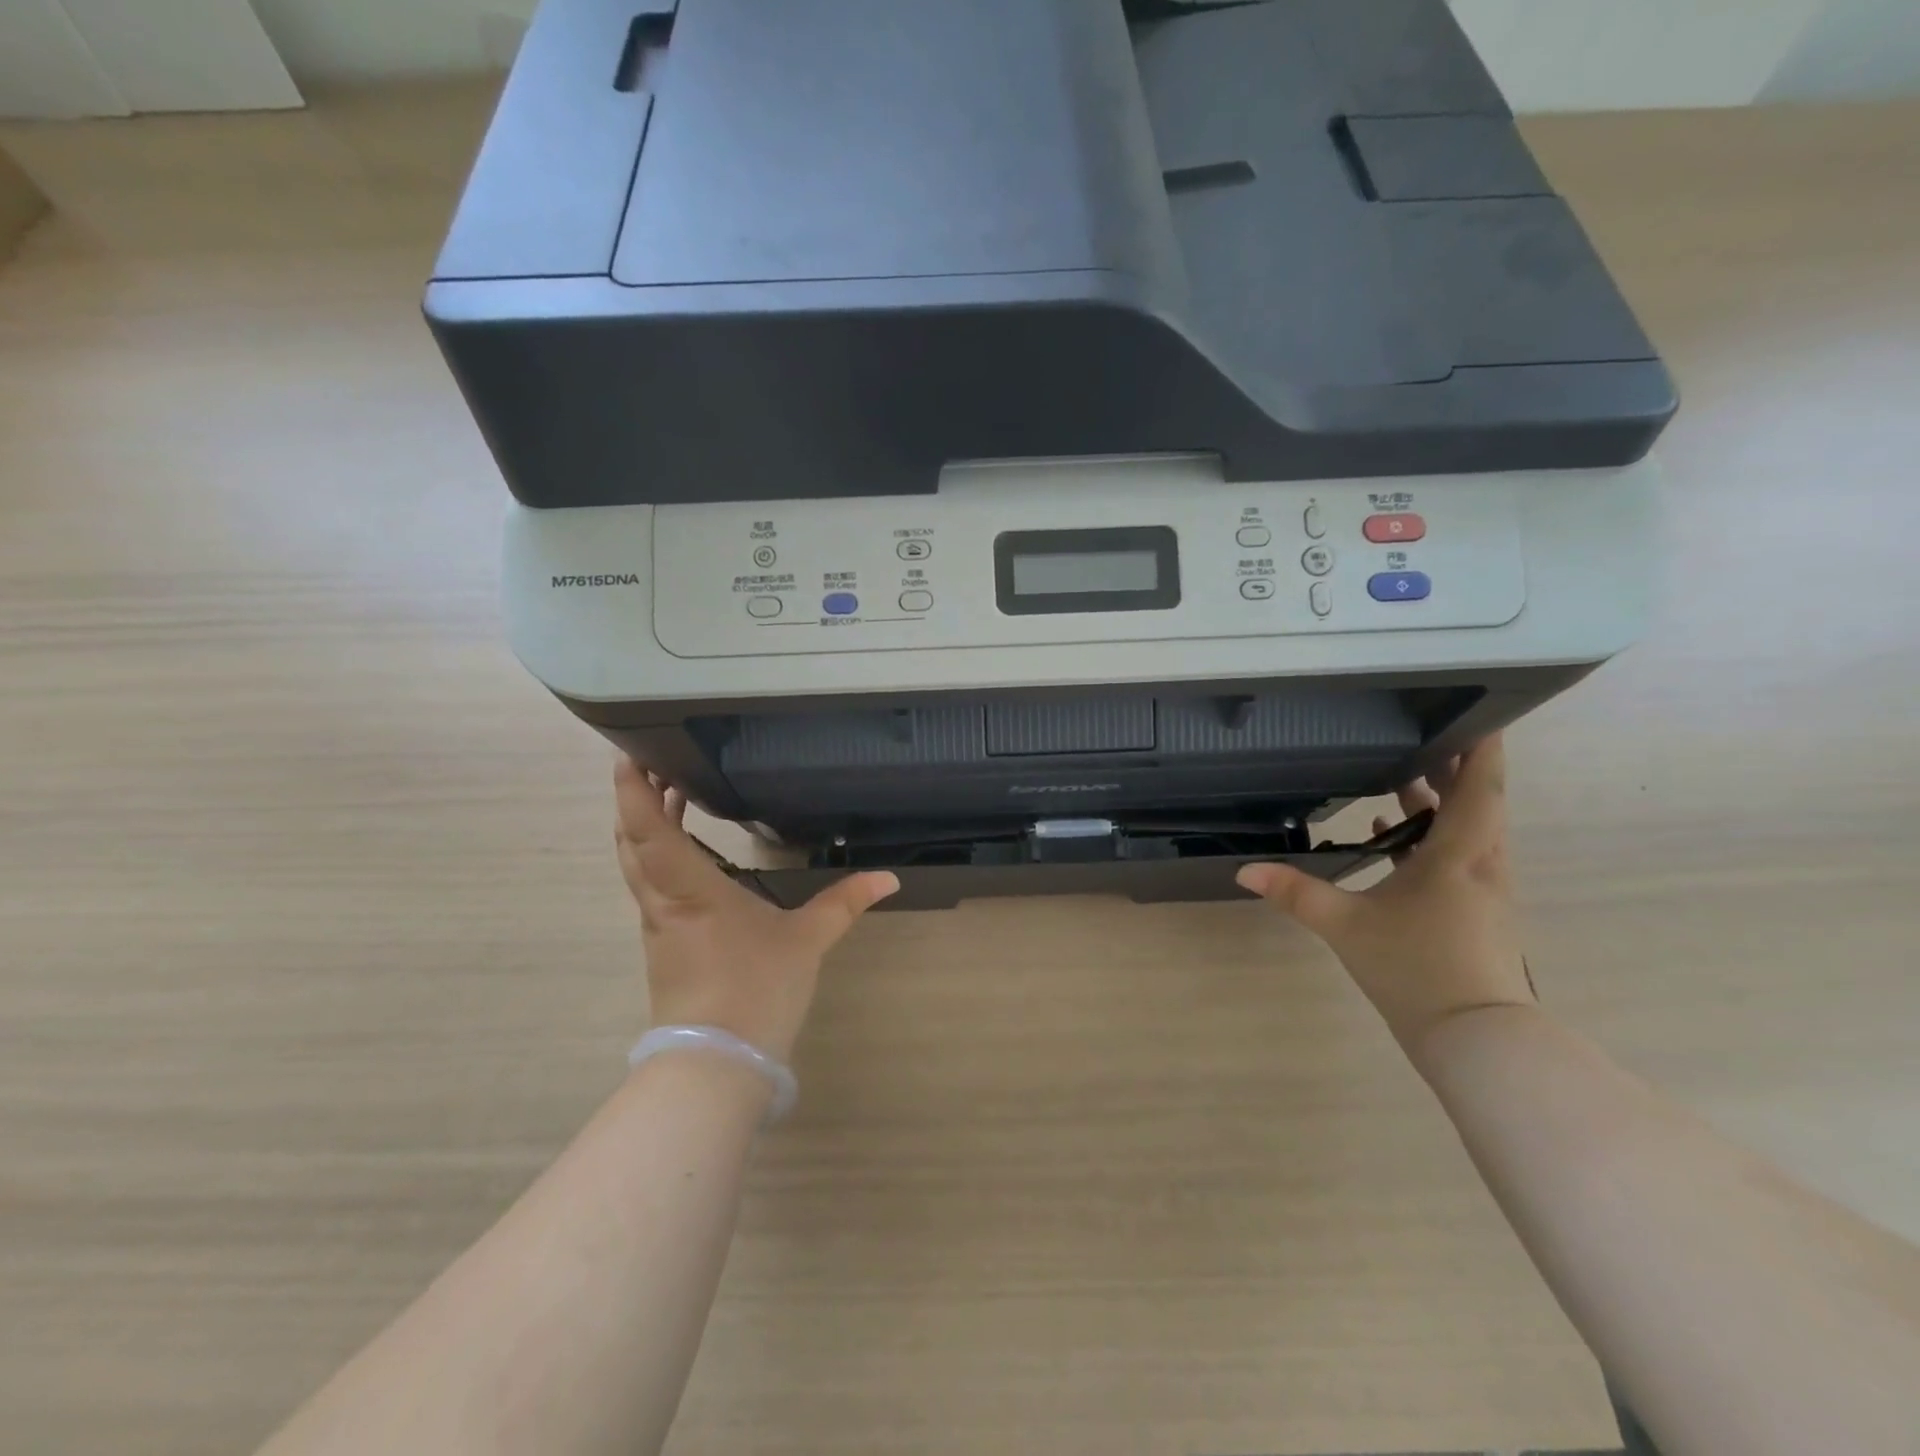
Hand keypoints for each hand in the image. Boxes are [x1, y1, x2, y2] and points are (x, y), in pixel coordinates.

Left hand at [614, 757, 898, 1061]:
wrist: (716, 1065)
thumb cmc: (756, 989)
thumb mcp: (807, 941)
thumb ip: (845, 903)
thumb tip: (889, 878)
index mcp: (689, 889)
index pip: (648, 829)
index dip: (634, 789)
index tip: (632, 752)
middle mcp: (662, 902)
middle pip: (631, 841)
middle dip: (637, 799)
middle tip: (657, 764)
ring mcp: (658, 927)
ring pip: (637, 866)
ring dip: (645, 828)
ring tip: (671, 796)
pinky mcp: (664, 948)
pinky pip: (651, 888)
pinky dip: (658, 857)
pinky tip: (688, 857)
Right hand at [1236, 735, 1535, 1061]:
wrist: (1475, 1038)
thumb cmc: (1416, 968)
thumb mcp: (1345, 925)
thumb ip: (1295, 892)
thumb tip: (1244, 870)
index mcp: (1459, 854)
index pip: (1481, 785)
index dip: (1482, 745)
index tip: (1476, 710)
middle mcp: (1481, 863)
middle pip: (1478, 800)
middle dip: (1453, 764)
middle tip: (1420, 731)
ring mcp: (1483, 889)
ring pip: (1468, 828)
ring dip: (1441, 799)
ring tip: (1403, 772)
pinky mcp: (1475, 911)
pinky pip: (1456, 855)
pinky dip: (1431, 835)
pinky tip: (1391, 832)